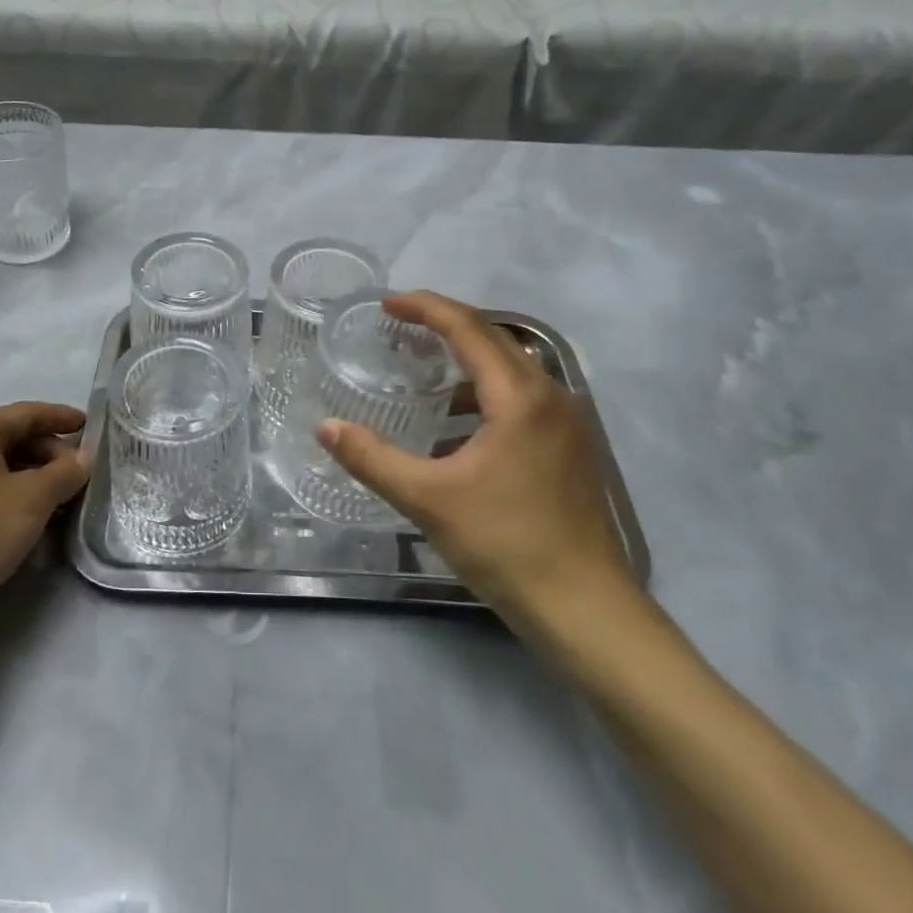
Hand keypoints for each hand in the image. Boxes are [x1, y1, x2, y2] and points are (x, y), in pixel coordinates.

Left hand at [0, 402, 90, 614]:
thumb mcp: (34, 497)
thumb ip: (65, 471)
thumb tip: (85, 457)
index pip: (26, 413)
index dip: (61, 417)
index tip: (91, 426)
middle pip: (13, 437)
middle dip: (50, 451)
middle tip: (82, 470)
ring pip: (3, 465)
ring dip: (37, 475)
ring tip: (66, 493)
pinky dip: (17, 493)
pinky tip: (38, 513)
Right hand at [317, 292, 636, 641]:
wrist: (586, 609)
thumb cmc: (506, 545)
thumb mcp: (429, 499)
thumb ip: (373, 458)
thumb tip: (326, 427)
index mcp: (520, 396)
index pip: (467, 327)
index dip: (424, 307)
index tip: (386, 304)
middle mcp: (550, 394)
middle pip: (493, 337)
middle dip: (444, 323)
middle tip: (399, 325)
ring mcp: (566, 420)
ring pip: (511, 366)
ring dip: (466, 357)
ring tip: (422, 367)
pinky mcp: (570, 445)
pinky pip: (522, 395)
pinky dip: (485, 390)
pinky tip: (457, 421)